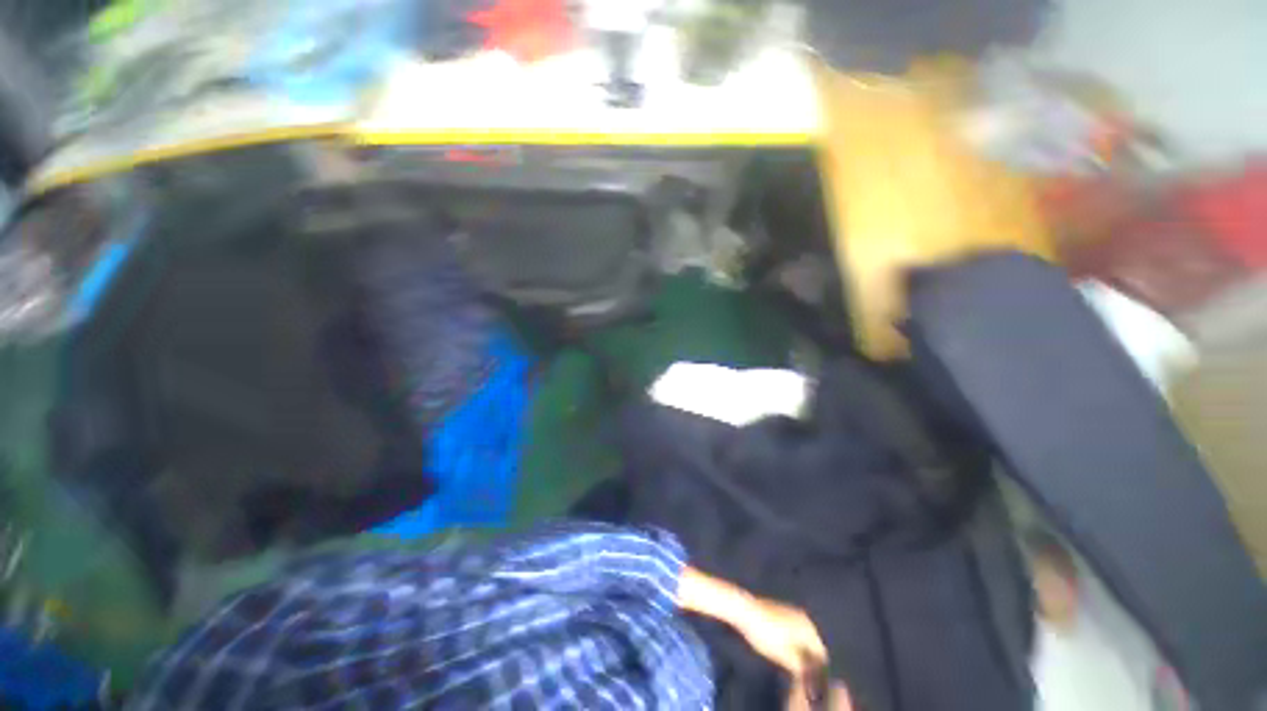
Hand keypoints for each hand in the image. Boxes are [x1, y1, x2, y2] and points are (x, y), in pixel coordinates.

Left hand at [736, 596, 827, 676]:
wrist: (745, 609)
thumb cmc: (766, 634)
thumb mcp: (785, 656)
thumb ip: (801, 668)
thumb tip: (809, 677)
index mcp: (809, 628)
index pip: (820, 654)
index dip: (817, 670)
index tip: (811, 683)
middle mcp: (804, 618)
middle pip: (812, 644)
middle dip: (808, 660)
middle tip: (802, 676)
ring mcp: (791, 611)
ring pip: (801, 636)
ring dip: (799, 651)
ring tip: (792, 666)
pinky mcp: (780, 610)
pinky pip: (792, 629)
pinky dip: (791, 641)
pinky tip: (783, 650)